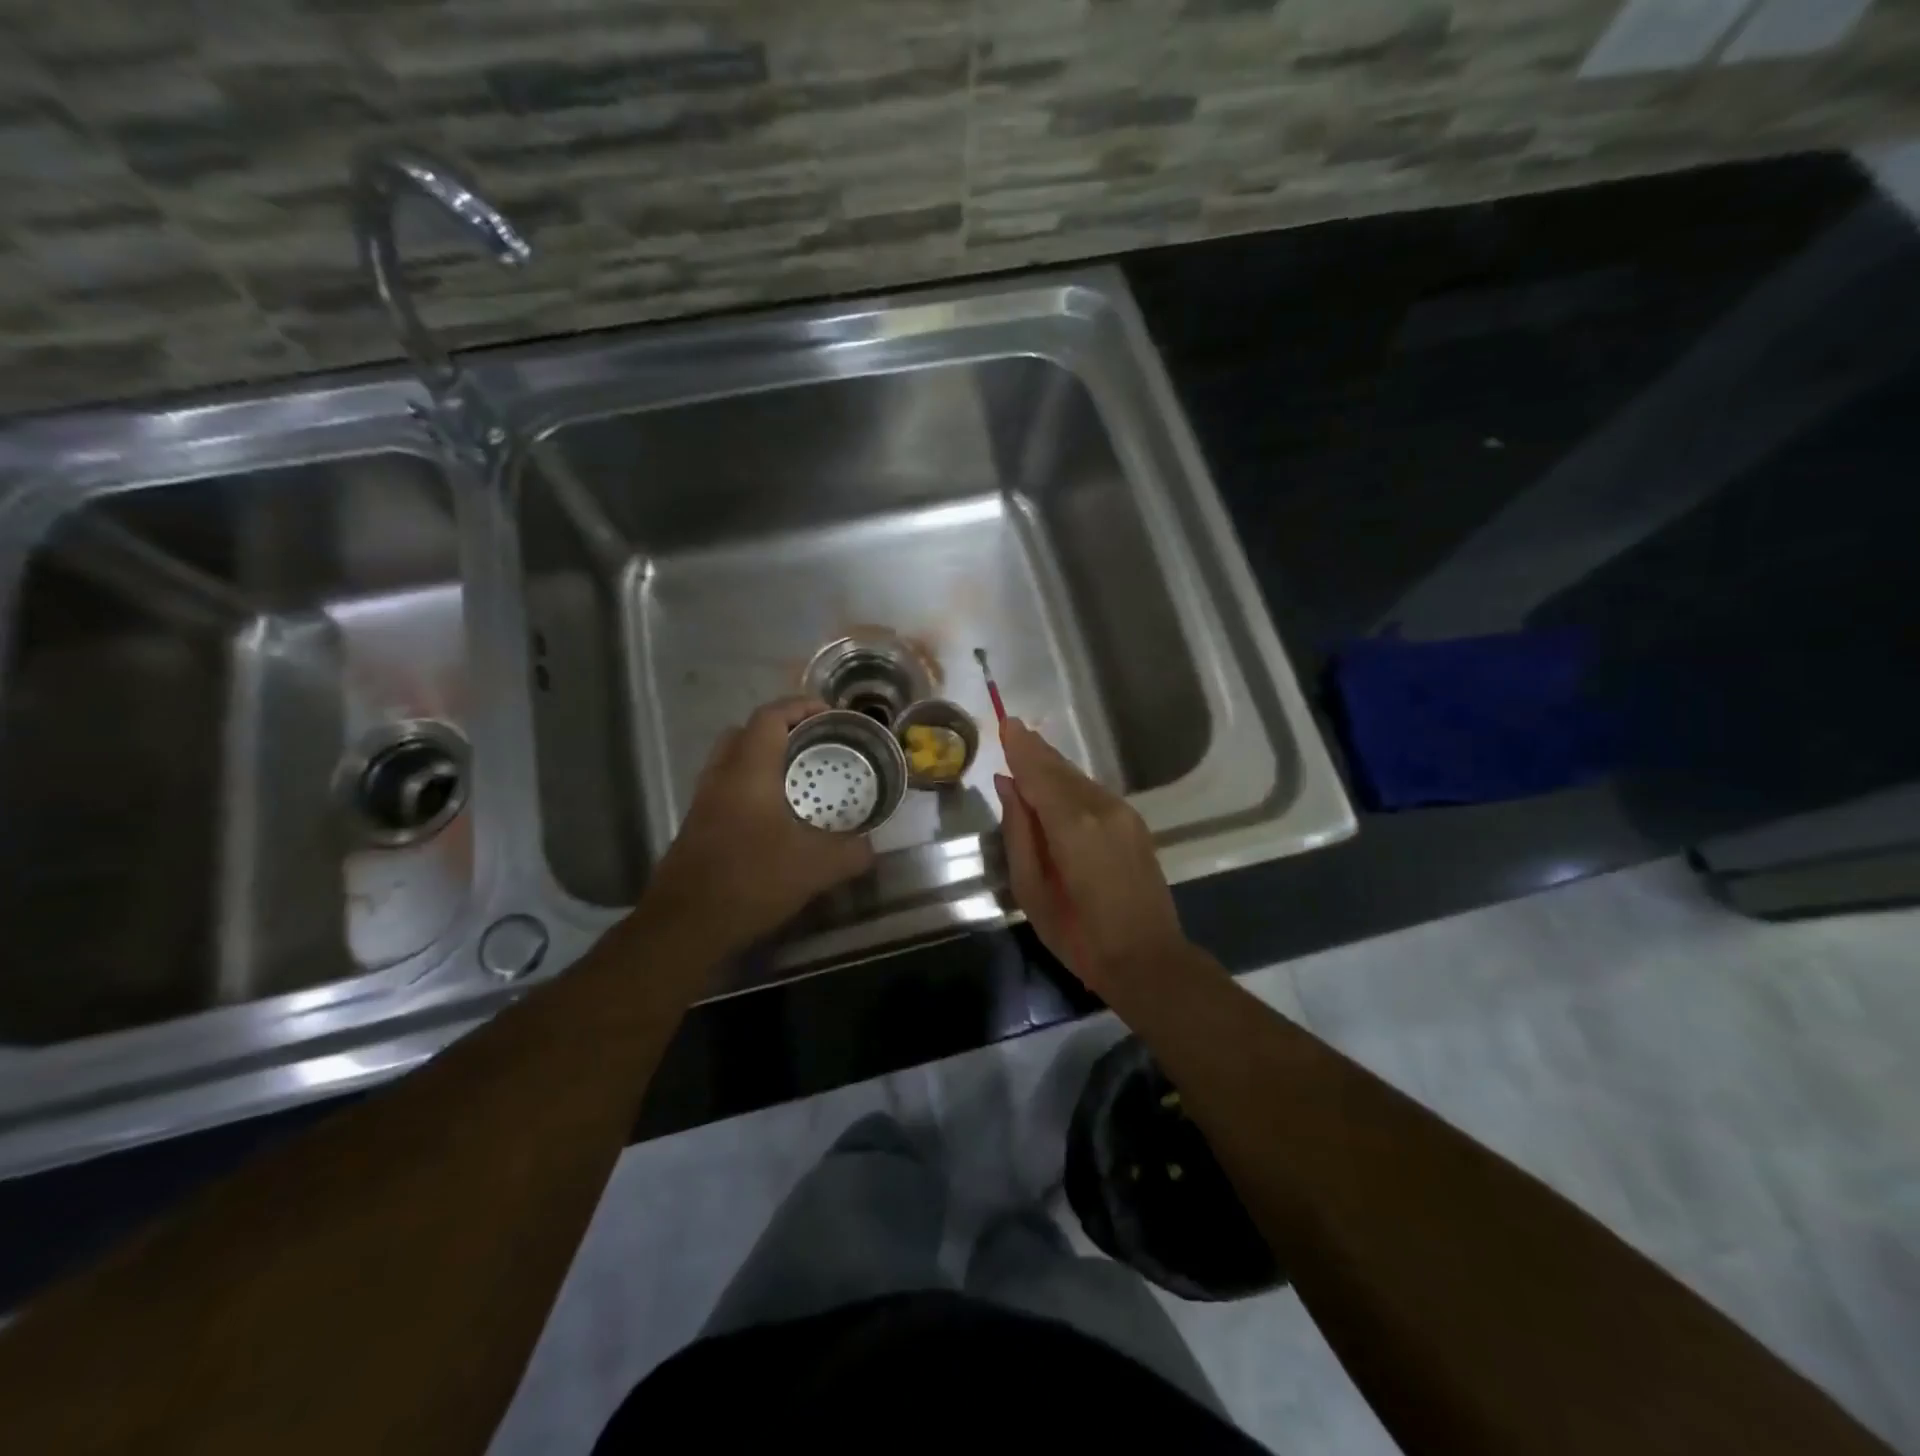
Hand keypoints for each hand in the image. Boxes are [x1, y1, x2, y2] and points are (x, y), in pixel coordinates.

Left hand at [643, 697, 874, 953]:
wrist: (686, 925)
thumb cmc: (751, 881)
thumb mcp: (816, 868)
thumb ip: (851, 852)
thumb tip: (870, 847)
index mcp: (748, 771)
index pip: (770, 717)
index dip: (800, 707)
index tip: (830, 716)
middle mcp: (721, 777)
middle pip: (745, 732)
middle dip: (780, 729)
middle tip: (813, 744)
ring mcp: (704, 801)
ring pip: (732, 760)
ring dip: (763, 758)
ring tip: (798, 778)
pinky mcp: (697, 826)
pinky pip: (726, 788)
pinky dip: (751, 786)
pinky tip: (776, 817)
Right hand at [992, 717, 1188, 996]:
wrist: (1148, 959)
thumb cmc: (1078, 934)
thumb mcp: (1032, 889)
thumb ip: (1019, 831)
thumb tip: (1008, 785)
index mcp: (1072, 825)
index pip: (1039, 773)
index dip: (1020, 748)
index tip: (1005, 723)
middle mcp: (1101, 807)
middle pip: (1061, 769)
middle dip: (1036, 750)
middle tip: (1013, 730)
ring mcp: (1123, 814)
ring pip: (1079, 779)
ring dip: (1053, 766)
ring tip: (1029, 752)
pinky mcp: (1135, 824)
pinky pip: (1094, 793)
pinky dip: (1071, 784)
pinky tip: (1057, 786)